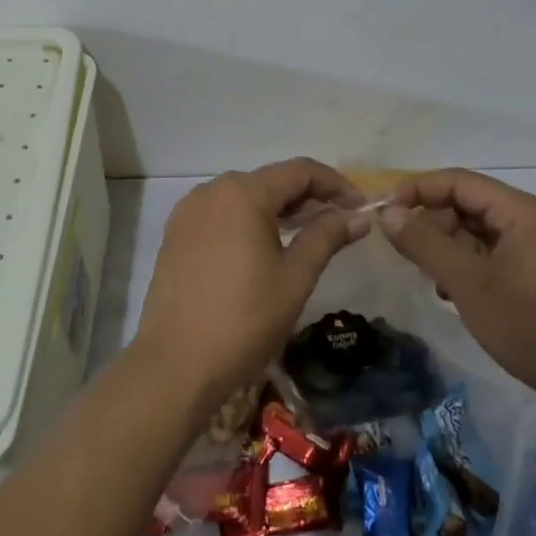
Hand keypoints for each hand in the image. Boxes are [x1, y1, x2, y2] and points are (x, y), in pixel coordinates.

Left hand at [132, 159, 368, 415]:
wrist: (176, 364)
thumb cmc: (244, 319)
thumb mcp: (295, 277)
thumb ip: (326, 237)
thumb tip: (358, 216)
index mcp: (243, 193)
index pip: (300, 171)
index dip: (336, 184)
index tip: (360, 209)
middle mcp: (212, 190)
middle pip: (270, 180)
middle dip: (308, 197)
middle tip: (339, 224)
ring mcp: (188, 212)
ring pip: (244, 196)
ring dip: (278, 209)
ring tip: (306, 235)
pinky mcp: (176, 234)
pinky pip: (221, 214)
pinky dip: (248, 221)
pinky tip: (264, 246)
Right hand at [378, 170, 535, 425]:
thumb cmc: (531, 323)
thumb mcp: (469, 282)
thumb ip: (425, 243)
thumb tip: (387, 213)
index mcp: (519, 211)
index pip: (457, 181)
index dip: (417, 190)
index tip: (384, 212)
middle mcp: (526, 222)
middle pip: (464, 205)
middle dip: (430, 223)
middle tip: (404, 253)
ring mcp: (530, 252)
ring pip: (472, 234)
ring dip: (444, 249)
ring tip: (427, 278)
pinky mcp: (529, 279)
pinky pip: (485, 258)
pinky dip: (462, 269)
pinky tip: (449, 296)